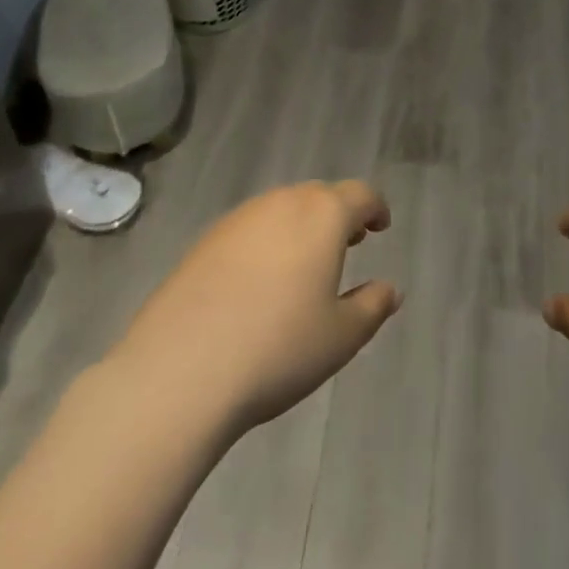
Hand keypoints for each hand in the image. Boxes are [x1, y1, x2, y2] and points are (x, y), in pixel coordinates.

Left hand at [106, 180, 401, 437]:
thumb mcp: (341, 337)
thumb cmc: (277, 349)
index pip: (359, 195)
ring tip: (305, 263)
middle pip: (319, 196)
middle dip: (338, 215)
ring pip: (281, 209)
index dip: (376, 208)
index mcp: (322, 216)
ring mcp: (237, 220)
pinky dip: (266, 242)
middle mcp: (281, 203)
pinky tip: (259, 282)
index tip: (381, 227)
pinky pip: (249, 229)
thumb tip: (390, 289)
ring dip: (301, 226)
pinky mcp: (203, 242)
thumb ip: (372, 306)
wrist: (178, 373)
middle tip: (349, 243)